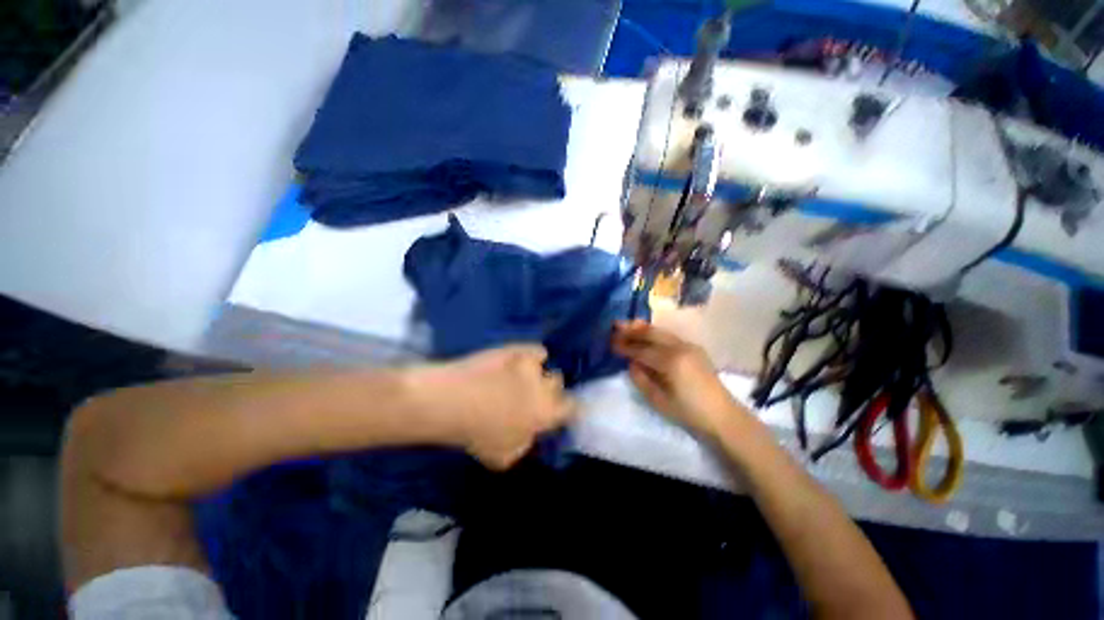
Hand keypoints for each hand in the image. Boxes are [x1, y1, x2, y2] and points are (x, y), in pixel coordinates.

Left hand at [409, 345, 576, 469]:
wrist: (452, 401)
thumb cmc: (476, 434)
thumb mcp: (503, 457)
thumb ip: (525, 444)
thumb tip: (531, 432)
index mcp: (545, 414)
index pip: (572, 407)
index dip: (567, 407)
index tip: (559, 408)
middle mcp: (544, 387)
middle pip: (558, 382)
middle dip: (548, 388)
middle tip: (531, 393)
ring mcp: (531, 366)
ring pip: (545, 365)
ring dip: (536, 371)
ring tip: (519, 375)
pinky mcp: (518, 349)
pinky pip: (535, 350)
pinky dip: (530, 355)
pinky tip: (517, 360)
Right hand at [612, 320, 742, 435]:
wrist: (723, 416)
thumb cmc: (689, 413)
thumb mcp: (659, 401)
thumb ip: (641, 379)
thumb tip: (631, 363)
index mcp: (671, 362)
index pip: (642, 350)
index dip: (625, 346)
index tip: (611, 342)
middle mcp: (680, 348)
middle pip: (652, 334)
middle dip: (632, 329)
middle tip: (615, 325)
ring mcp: (689, 346)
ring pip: (661, 332)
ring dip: (643, 328)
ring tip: (628, 324)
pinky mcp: (695, 349)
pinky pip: (670, 337)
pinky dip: (655, 334)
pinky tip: (647, 334)